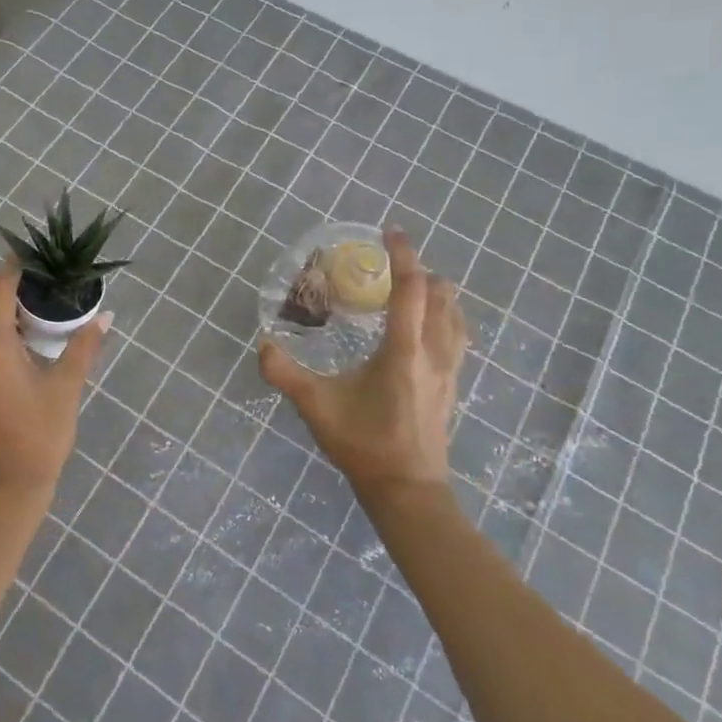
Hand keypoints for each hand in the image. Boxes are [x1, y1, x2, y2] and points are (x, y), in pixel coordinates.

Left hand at [0, 263, 111, 501]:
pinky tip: (31, 354)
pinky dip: (5, 345)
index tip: (39, 256)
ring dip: (15, 323)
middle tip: (56, 289)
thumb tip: (106, 317)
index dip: (17, 268)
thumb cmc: (40, 435)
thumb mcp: (67, 388)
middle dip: (22, 296)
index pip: (0, 289)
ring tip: (49, 320)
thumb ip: (84, 347)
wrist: (7, 491)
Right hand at [259, 229, 470, 500]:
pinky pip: (458, 336)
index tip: (391, 232)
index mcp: (403, 351)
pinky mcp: (453, 385)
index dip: (403, 255)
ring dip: (438, 293)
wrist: (408, 490)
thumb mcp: (317, 407)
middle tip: (393, 265)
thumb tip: (263, 344)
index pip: (410, 289)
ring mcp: (449, 370)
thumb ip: (285, 374)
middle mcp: (433, 352)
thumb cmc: (364, 444)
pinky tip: (427, 328)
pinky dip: (446, 317)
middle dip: (421, 271)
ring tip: (412, 289)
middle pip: (442, 295)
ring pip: (456, 315)